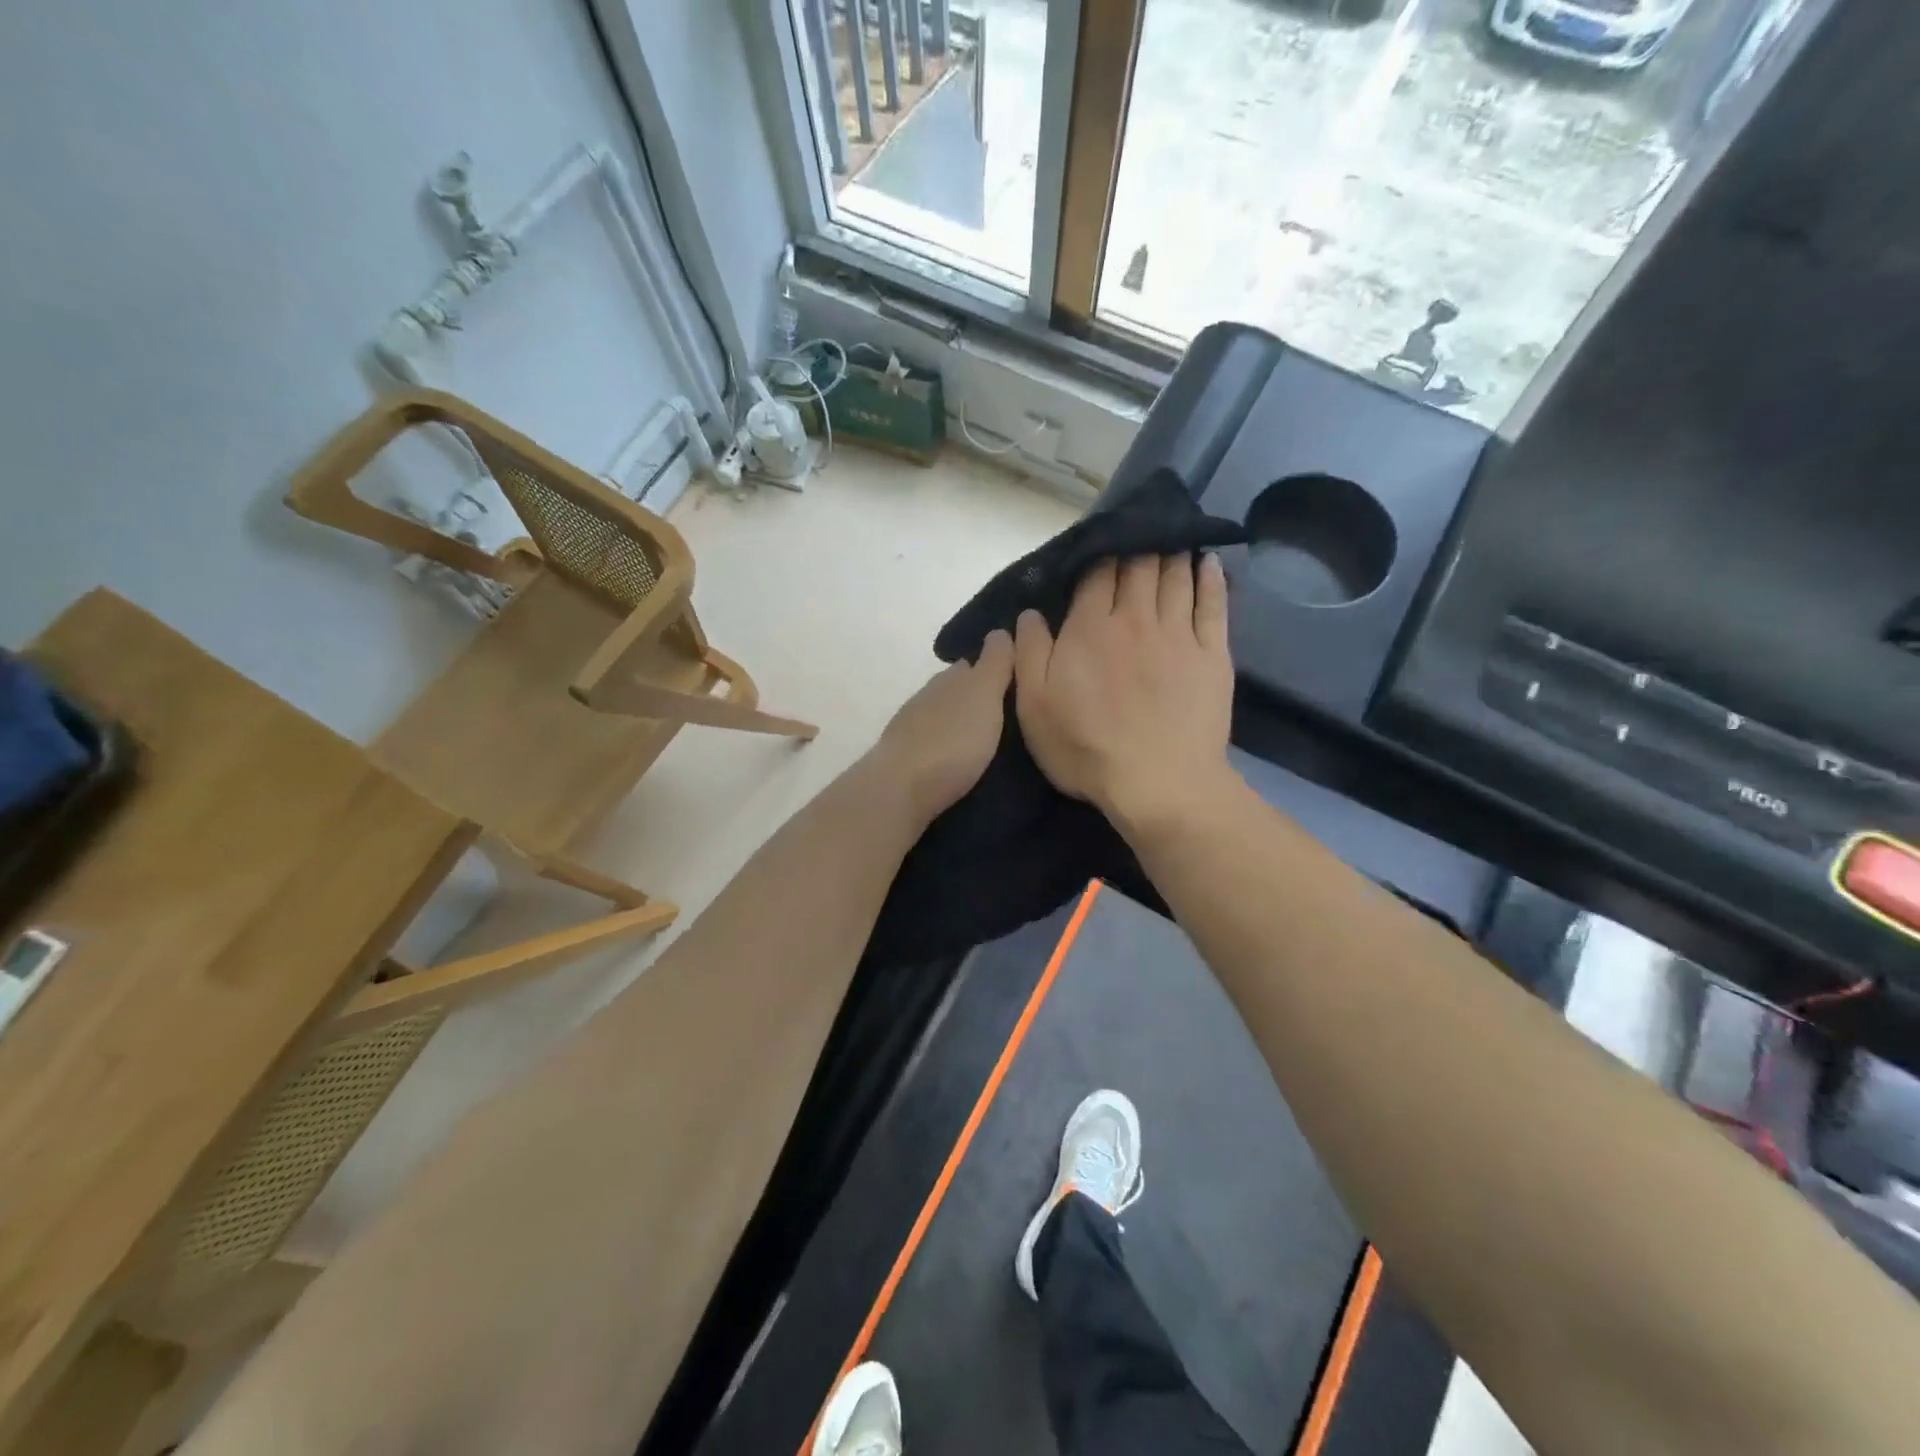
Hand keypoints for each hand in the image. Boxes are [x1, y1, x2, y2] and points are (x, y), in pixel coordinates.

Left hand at [871, 629, 1015, 824]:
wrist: (901, 788)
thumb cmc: (952, 740)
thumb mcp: (984, 694)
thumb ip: (995, 664)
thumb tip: (999, 631)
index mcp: (949, 679)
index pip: (973, 664)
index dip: (995, 668)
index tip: (1017, 681)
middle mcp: (928, 697)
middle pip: (957, 690)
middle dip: (978, 697)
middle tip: (1008, 714)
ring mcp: (912, 728)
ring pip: (944, 716)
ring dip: (962, 723)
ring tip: (989, 739)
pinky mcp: (906, 758)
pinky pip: (934, 743)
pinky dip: (948, 744)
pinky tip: (960, 757)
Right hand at [1014, 554, 1235, 834]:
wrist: (1158, 782)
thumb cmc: (1086, 747)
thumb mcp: (1034, 706)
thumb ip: (1029, 653)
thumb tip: (1029, 613)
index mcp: (1089, 629)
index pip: (1095, 575)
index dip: (1097, 553)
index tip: (1099, 541)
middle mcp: (1135, 619)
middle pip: (1138, 566)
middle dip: (1137, 543)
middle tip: (1138, 526)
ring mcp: (1179, 635)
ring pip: (1176, 577)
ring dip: (1172, 551)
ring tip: (1173, 532)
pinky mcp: (1213, 655)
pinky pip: (1214, 605)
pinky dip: (1212, 579)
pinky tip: (1209, 562)